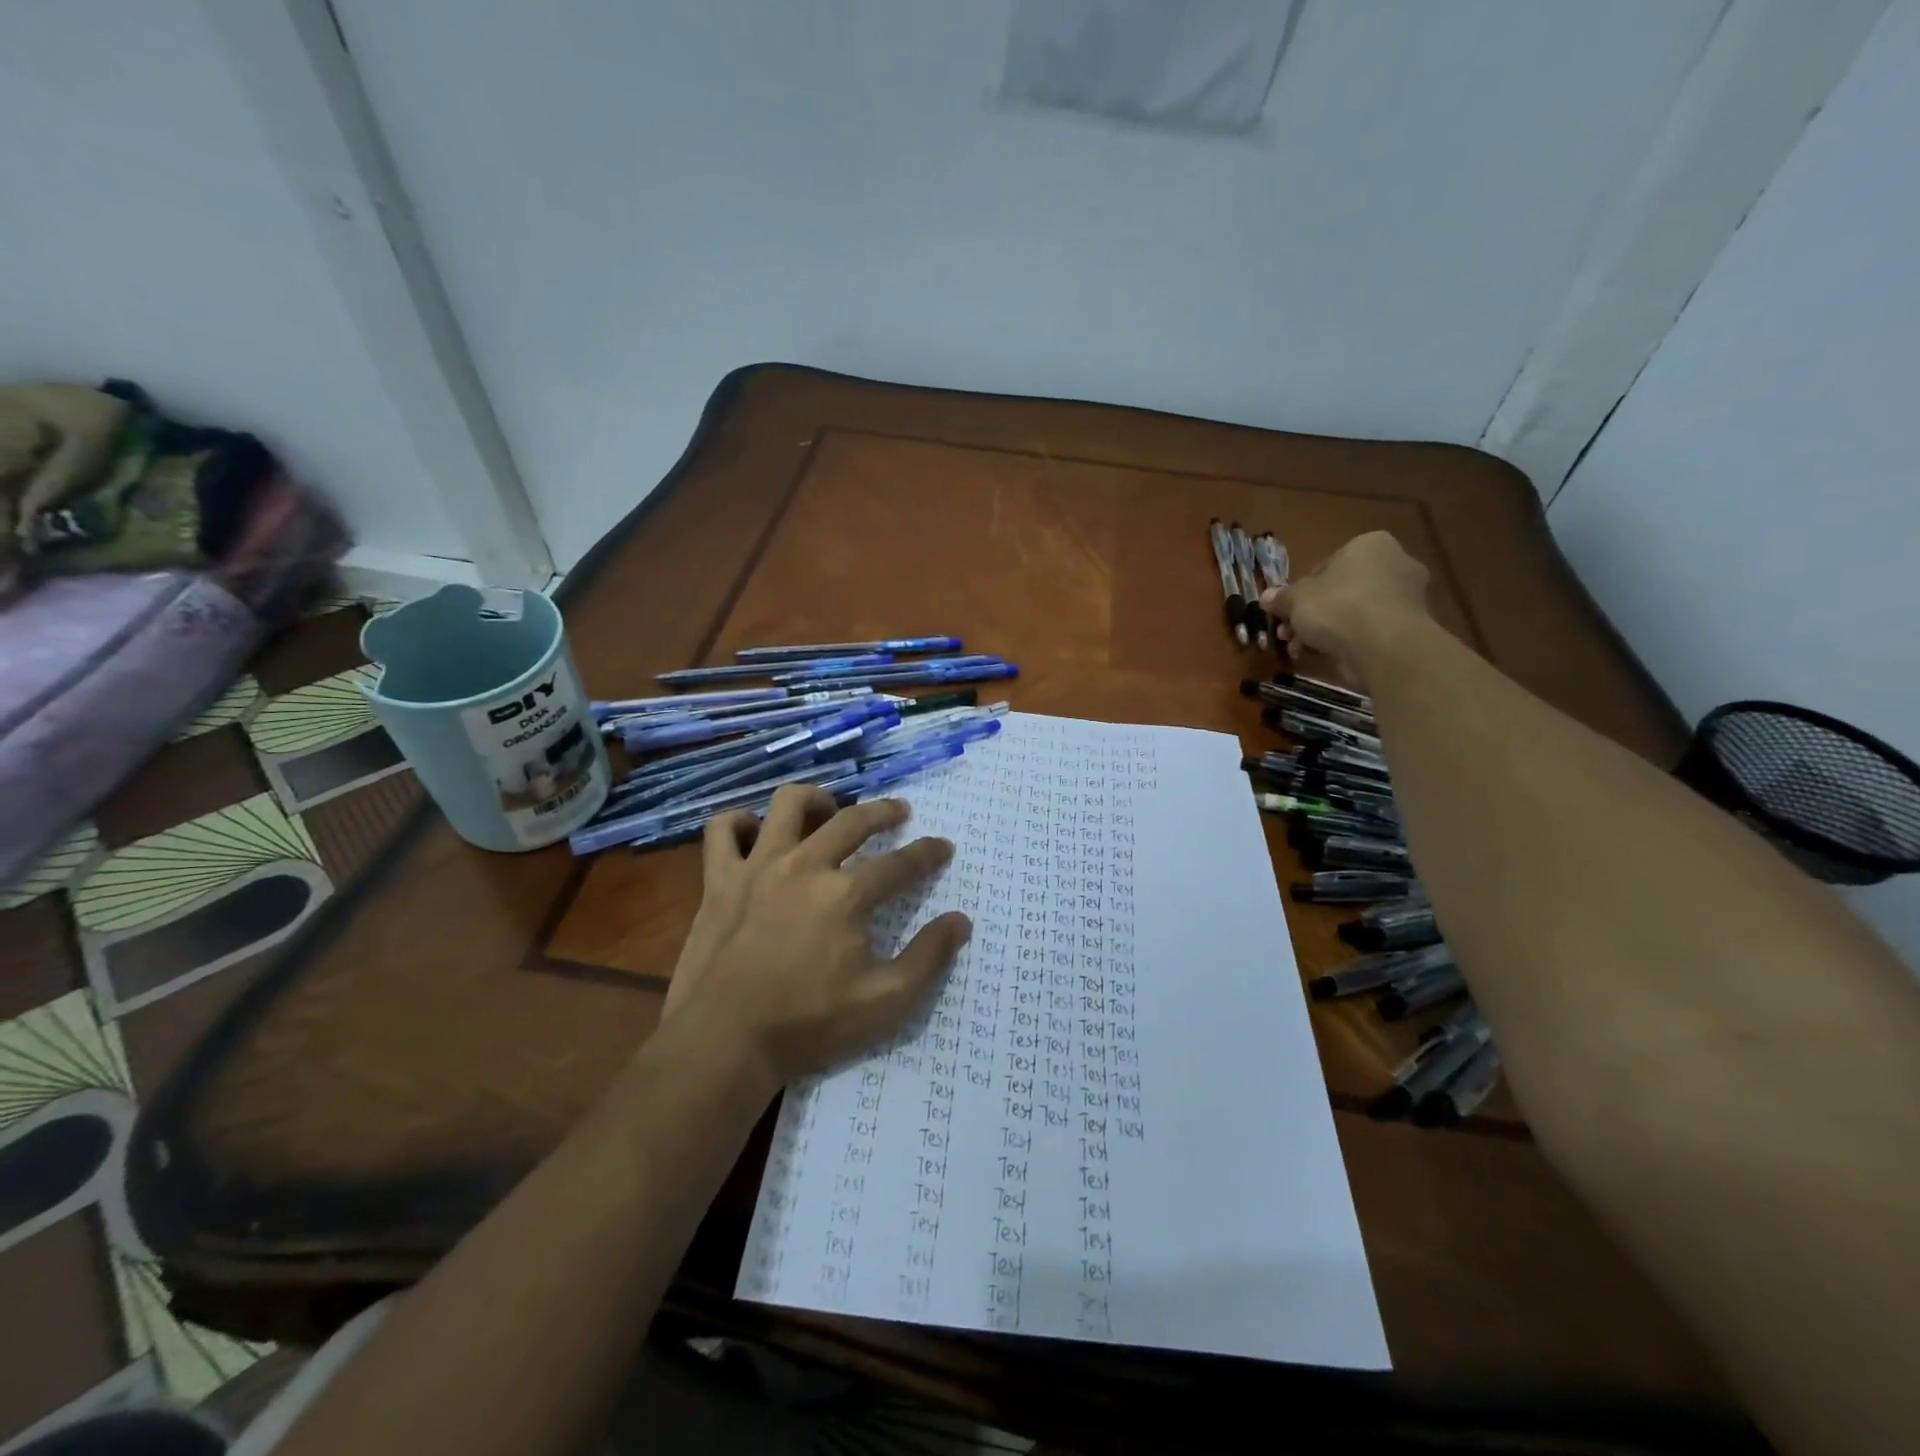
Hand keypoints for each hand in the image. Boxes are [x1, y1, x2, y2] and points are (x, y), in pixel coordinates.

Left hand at [662, 785, 970, 1084]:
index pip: (900, 863)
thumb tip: (960, 920)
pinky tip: (754, 831)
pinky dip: (739, 823)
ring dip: (815, 799)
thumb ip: (928, 958)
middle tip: (899, 811)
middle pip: (852, 820)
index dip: (928, 853)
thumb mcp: (884, 1002)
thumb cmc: (808, 1025)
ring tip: (829, 809)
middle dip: (884, 811)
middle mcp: (805, 866)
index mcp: (846, 894)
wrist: (724, 1042)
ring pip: (788, 804)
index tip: (943, 846)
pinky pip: (723, 830)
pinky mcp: (719, 880)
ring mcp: (757, 867)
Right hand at [1261, 530, 1430, 687]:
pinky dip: (1347, 641)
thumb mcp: (1296, 599)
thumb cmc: (1338, 607)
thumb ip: (1281, 597)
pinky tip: (1324, 655)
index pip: (1326, 565)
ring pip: (1353, 612)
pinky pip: (1368, 629)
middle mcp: (1395, 563)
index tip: (1288, 610)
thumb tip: (1266, 597)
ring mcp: (1407, 595)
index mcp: (1369, 544)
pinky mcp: (1409, 626)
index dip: (1301, 591)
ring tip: (1301, 649)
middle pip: (1340, 590)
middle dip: (1312, 613)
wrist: (1383, 646)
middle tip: (1289, 633)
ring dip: (1324, 630)